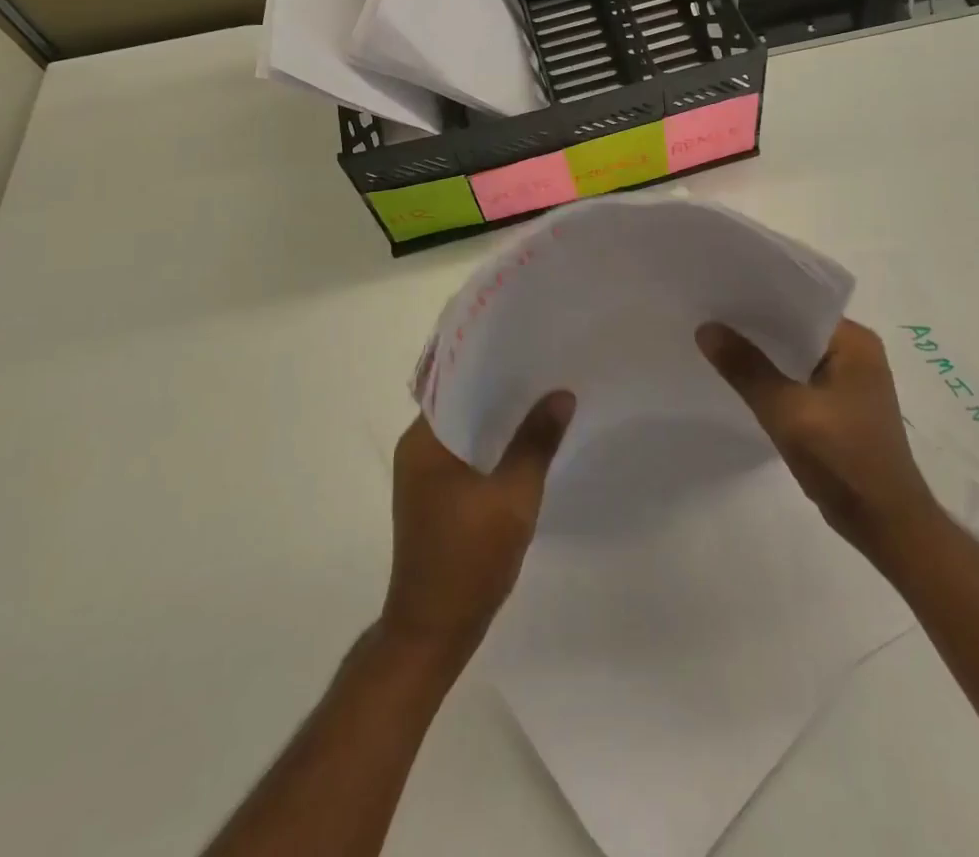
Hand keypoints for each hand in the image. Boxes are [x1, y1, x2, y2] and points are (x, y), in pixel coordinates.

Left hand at [381, 389, 574, 663]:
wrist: (434, 632)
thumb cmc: (469, 559)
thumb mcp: (513, 498)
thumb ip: (536, 442)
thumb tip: (561, 394)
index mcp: (424, 441)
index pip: (455, 381)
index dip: (490, 362)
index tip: (526, 345)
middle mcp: (417, 449)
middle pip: (462, 402)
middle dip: (501, 387)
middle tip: (544, 367)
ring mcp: (424, 475)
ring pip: (466, 428)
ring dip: (498, 417)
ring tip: (542, 396)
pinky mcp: (436, 496)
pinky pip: (466, 453)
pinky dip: (492, 444)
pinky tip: (525, 442)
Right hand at [696, 319, 936, 562]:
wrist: (886, 525)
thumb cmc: (844, 460)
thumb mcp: (787, 412)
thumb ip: (746, 368)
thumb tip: (706, 328)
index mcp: (855, 341)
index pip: (800, 303)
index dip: (759, 297)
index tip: (718, 292)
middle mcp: (857, 352)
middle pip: (796, 327)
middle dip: (756, 324)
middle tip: (708, 314)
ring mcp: (850, 381)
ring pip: (795, 354)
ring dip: (763, 352)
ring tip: (717, 340)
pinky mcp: (841, 406)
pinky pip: (800, 377)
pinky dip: (774, 376)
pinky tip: (742, 378)